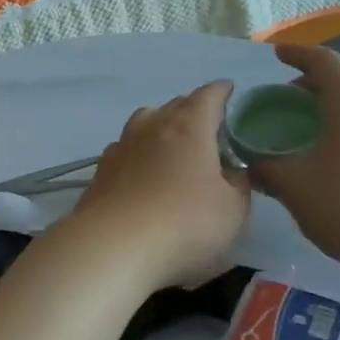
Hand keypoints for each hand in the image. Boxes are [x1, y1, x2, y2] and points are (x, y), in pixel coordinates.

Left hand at [67, 81, 249, 291]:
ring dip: (161, 128)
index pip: (209, 96)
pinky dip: (139, 154)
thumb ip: (238, 185)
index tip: (230, 92)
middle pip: (175, 106)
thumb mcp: (233, 210)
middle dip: (193, 111)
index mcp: (189, 126)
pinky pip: (126, 150)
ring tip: (173, 146)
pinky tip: (142, 172)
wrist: (113, 246)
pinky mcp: (101, 170)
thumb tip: (232, 172)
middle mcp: (152, 125)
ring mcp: (122, 146)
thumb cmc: (184, 223)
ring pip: (145, 123)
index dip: (222, 92)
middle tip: (209, 129)